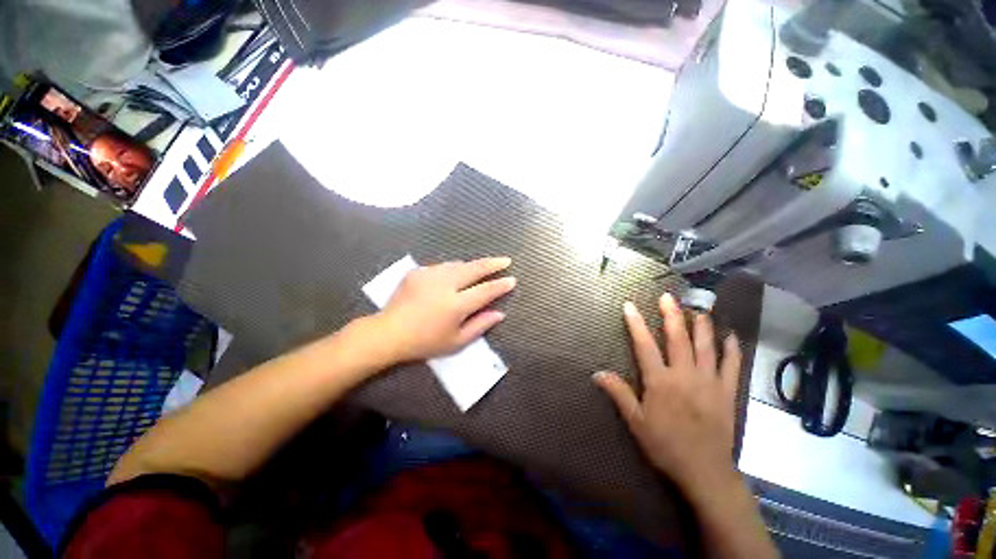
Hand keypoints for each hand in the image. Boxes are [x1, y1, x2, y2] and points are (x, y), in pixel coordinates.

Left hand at [375, 257, 515, 362]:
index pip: (485, 291)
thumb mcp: (456, 342)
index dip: (500, 285)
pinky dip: (453, 270)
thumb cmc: (425, 342)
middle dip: (492, 264)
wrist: (389, 332)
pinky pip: (442, 267)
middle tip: (505, 260)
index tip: (512, 279)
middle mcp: (445, 285)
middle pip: (474, 269)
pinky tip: (453, 277)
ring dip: (472, 266)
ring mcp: (430, 275)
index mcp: (456, 305)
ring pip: (458, 264)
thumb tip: (500, 314)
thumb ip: (480, 326)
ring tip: (482, 268)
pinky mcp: (418, 271)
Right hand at [594, 293, 741, 494]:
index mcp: (660, 381)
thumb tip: (597, 373)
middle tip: (668, 297)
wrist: (705, 471)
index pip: (645, 345)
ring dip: (701, 325)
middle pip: (678, 339)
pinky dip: (732, 349)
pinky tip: (731, 336)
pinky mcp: (727, 392)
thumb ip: (618, 393)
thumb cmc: (665, 445)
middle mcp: (685, 375)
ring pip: (706, 346)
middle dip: (671, 315)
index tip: (629, 305)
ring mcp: (709, 382)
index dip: (636, 324)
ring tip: (698, 308)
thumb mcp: (636, 421)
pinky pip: (732, 366)